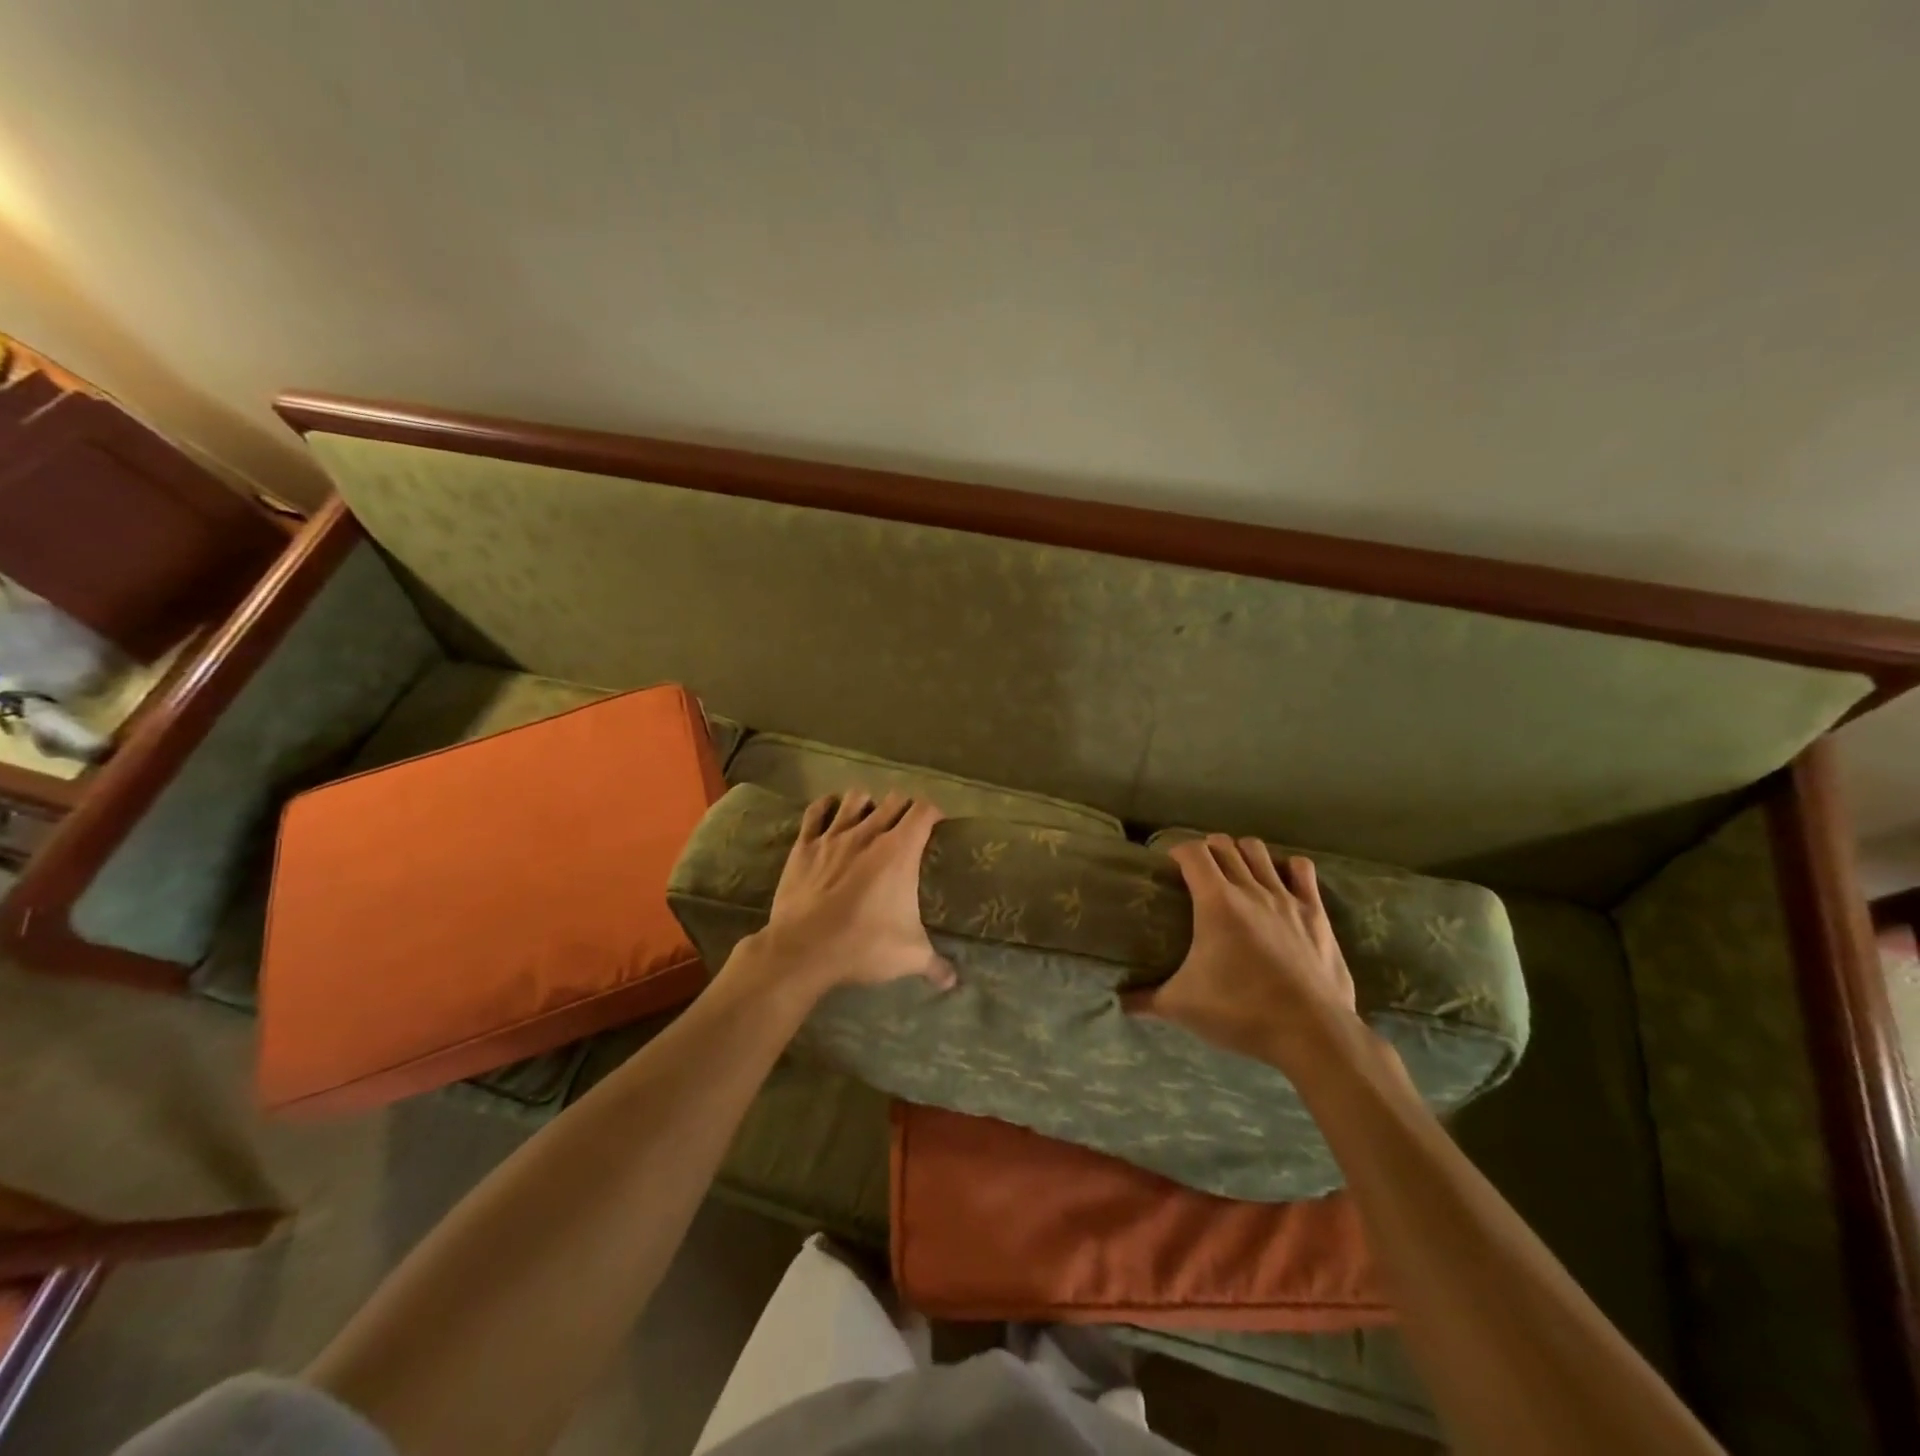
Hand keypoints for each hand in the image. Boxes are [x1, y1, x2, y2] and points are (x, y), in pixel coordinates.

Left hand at [739, 790, 956, 997]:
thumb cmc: (863, 945)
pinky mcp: (805, 846)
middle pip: (894, 800)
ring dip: (867, 803)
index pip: (924, 812)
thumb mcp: (909, 956)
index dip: (934, 813)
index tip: (938, 825)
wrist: (804, 950)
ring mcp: (833, 836)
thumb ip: (935, 964)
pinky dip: (825, 806)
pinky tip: (830, 809)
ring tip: (870, 817)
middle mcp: (868, 833)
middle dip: (904, 808)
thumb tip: (953, 980)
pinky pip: (815, 812)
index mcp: (899, 851)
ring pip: (855, 798)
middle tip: (907, 826)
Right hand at [1140, 834, 1356, 1063]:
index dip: (1178, 850)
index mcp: (1216, 902)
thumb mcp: (1182, 1007)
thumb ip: (1146, 1000)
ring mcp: (1286, 898)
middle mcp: (1250, 889)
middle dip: (1208, 849)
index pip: (1193, 852)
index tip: (1170, 864)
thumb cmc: (1241, 1012)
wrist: (1312, 1034)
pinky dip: (1287, 867)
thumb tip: (1118, 1001)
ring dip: (1242, 853)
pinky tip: (1279, 880)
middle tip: (1198, 871)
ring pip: (1259, 851)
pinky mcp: (1315, 913)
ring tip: (1234, 871)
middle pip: (1225, 845)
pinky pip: (1302, 870)